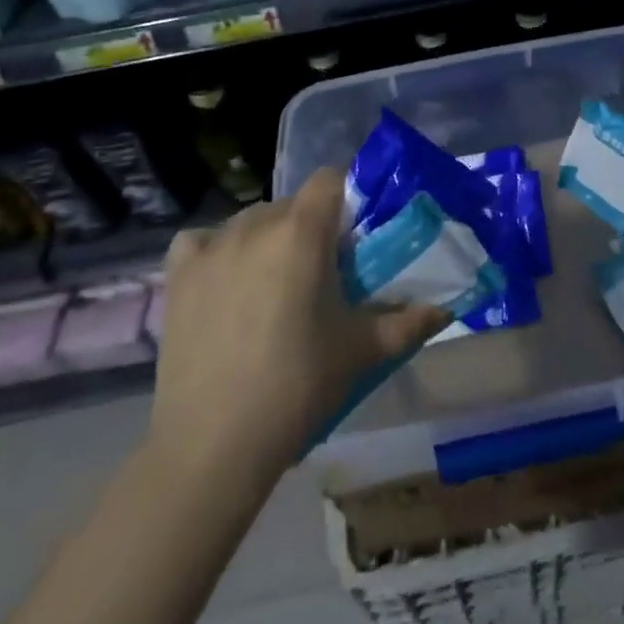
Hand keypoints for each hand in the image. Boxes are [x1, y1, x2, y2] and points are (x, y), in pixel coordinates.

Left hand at [144, 169, 447, 478]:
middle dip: (309, 226)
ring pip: (249, 221)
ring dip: (267, 238)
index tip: (352, 235)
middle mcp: (255, 225)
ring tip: (273, 285)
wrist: (213, 446)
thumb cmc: (298, 386)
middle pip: (291, 203)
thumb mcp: (361, 351)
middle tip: (320, 272)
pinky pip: (201, 241)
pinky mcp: (178, 276)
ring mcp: (211, 248)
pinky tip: (223, 281)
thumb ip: (407, 322)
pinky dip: (215, 251)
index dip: (345, 198)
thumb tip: (445, 311)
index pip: (329, 178)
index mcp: (302, 232)